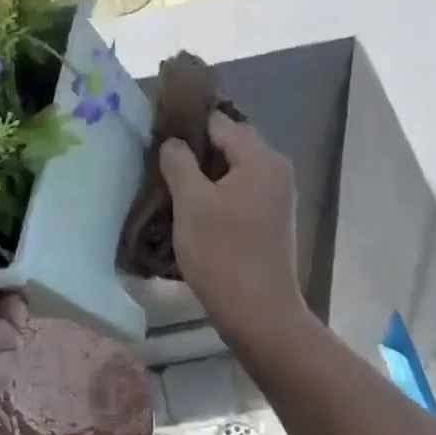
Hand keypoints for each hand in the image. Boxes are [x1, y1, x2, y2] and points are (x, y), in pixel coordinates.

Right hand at [158, 112, 301, 341]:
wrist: (259, 313)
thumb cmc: (222, 253)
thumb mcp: (190, 203)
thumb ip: (179, 162)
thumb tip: (174, 142)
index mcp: (260, 158)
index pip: (219, 121)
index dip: (187, 125)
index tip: (158, 137)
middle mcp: (276, 169)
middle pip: (230, 142)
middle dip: (196, 150)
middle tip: (161, 164)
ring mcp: (278, 195)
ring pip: (234, 168)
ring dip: (205, 174)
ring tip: (172, 187)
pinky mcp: (272, 218)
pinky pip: (241, 190)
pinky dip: (218, 193)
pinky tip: (194, 210)